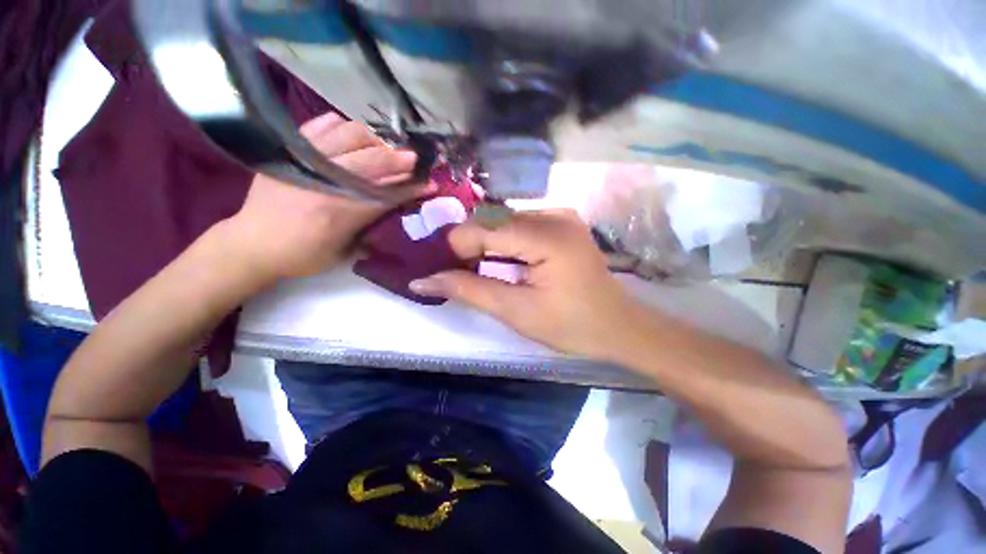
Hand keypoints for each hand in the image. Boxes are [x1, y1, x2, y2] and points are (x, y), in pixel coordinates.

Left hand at [223, 112, 430, 282]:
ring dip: (373, 141)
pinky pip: (318, 125)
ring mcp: (304, 160)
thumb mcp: (344, 252)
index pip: (386, 194)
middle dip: (398, 159)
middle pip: (371, 161)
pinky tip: (351, 134)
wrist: (251, 244)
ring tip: (383, 148)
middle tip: (415, 160)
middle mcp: (324, 181)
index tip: (430, 183)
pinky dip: (339, 126)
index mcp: (339, 212)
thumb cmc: (302, 255)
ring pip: (347, 135)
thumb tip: (393, 212)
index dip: (411, 188)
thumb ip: (370, 229)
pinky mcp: (288, 150)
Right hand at [410, 210, 648, 360]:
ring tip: (476, 269)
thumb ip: (469, 290)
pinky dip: (504, 242)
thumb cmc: (571, 325)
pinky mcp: (563, 223)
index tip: (442, 270)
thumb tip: (422, 281)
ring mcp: (561, 216)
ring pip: (504, 221)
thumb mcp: (517, 312)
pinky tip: (502, 262)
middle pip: (493, 221)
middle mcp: (554, 215)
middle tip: (457, 273)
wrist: (619, 327)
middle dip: (470, 246)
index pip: (484, 228)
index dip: (456, 248)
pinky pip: (521, 225)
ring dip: (486, 244)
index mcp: (547, 236)